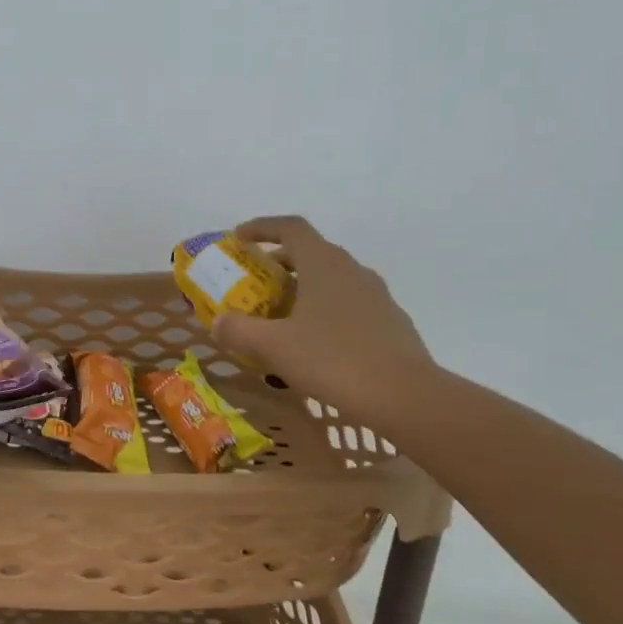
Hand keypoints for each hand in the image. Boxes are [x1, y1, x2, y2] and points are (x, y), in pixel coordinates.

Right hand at [211, 216, 438, 428]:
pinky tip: (316, 342)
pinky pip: (349, 304)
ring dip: (304, 287)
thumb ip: (239, 331)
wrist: (404, 396)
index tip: (239, 237)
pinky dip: (326, 310)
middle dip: (279, 262)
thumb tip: (218, 322)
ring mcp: (376, 295)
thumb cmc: (334, 361)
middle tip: (255, 283)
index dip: (262, 227)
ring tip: (283, 315)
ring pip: (333, 279)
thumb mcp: (275, 348)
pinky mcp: (389, 321)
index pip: (291, 227)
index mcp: (324, 264)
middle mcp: (352, 270)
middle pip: (311, 252)